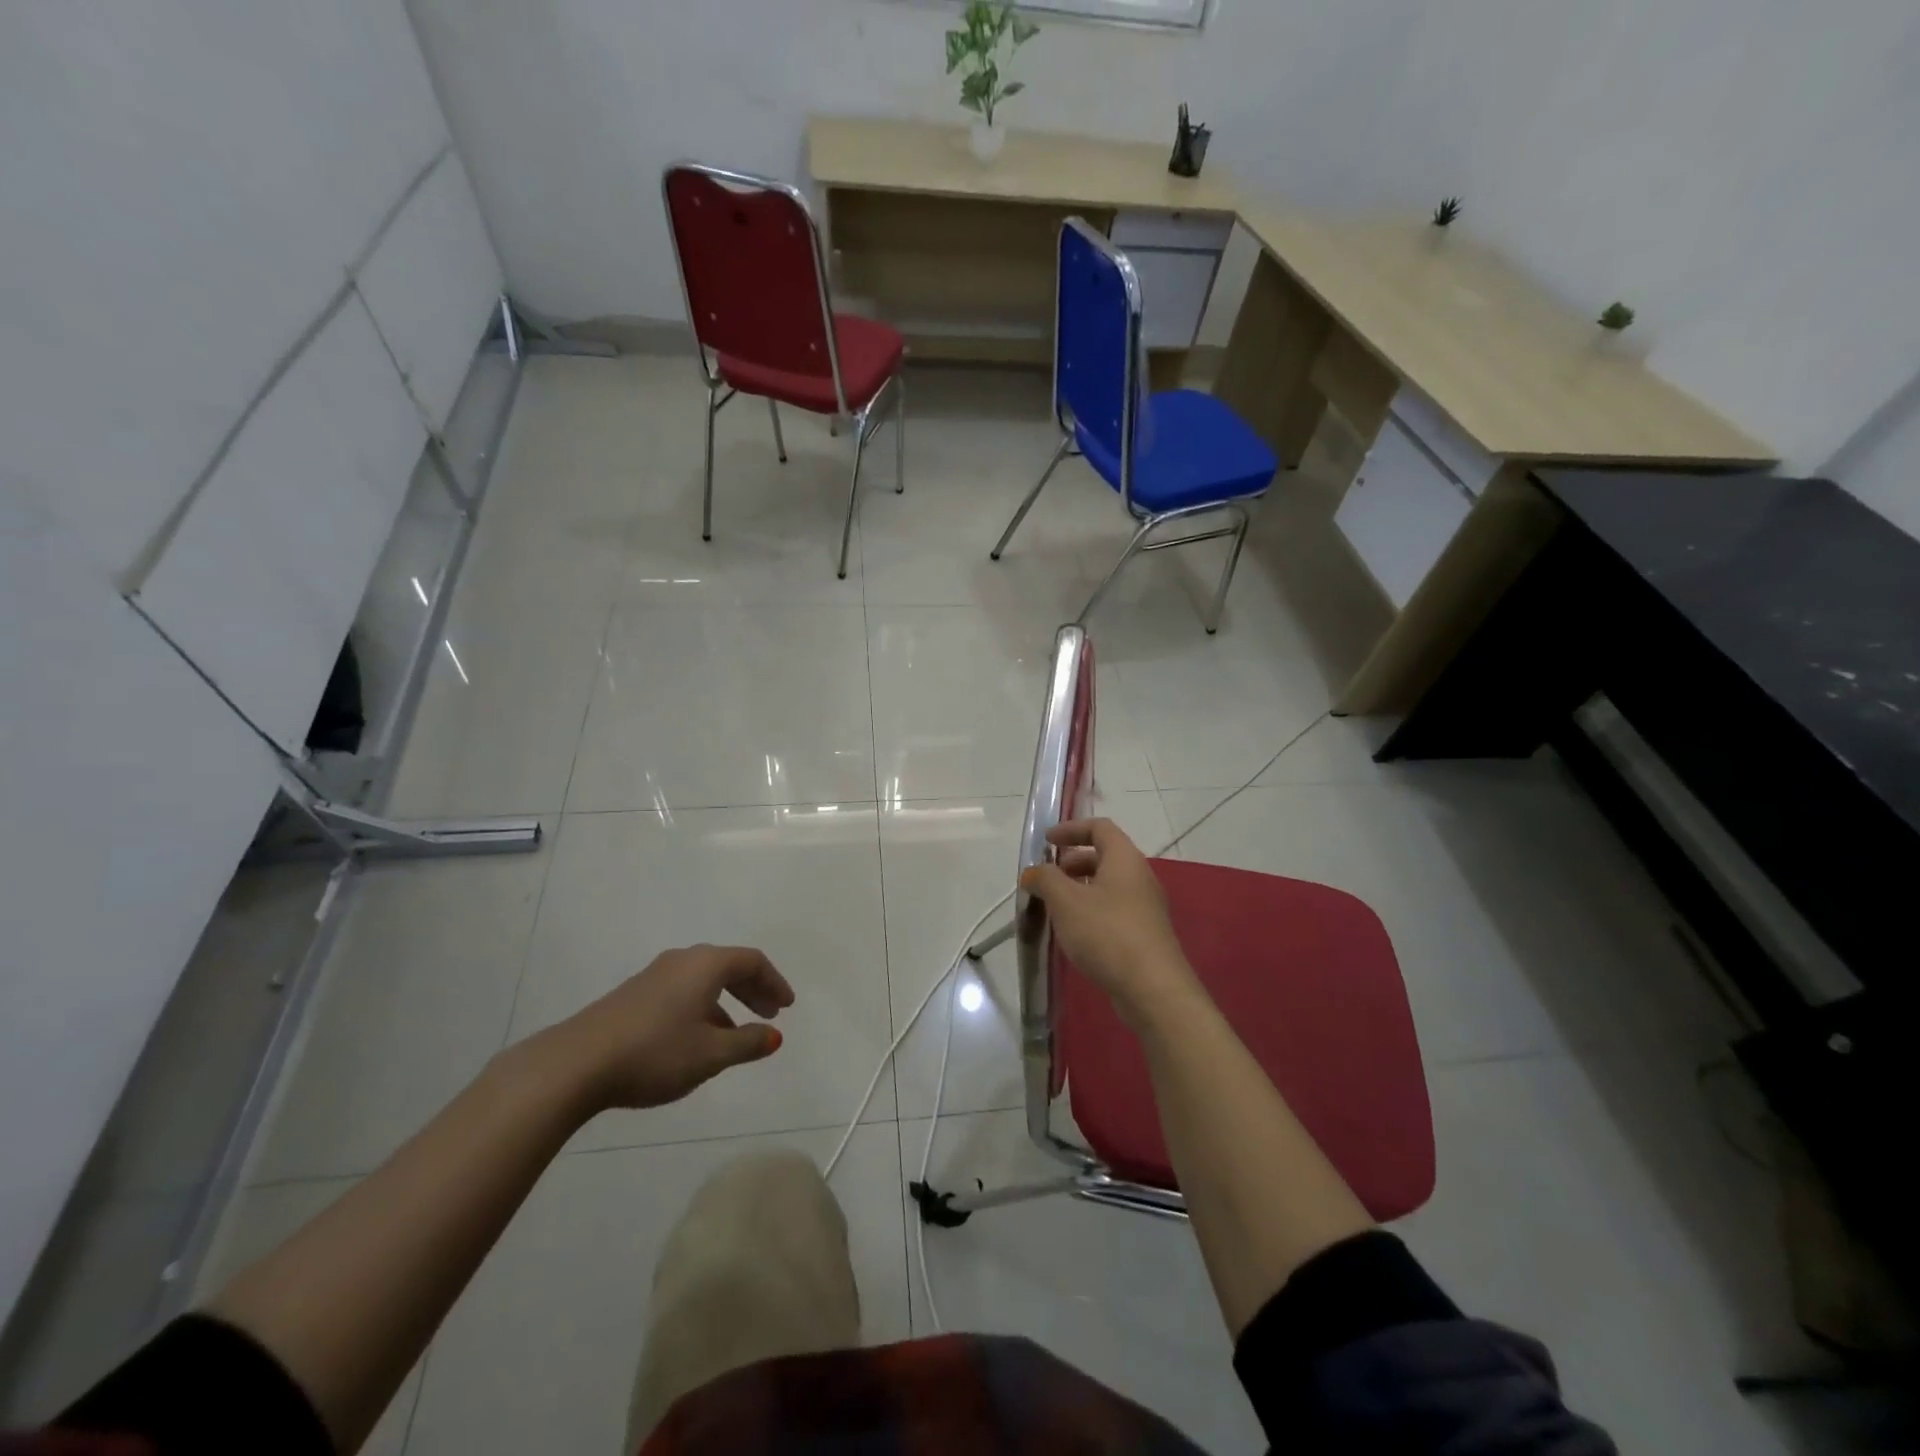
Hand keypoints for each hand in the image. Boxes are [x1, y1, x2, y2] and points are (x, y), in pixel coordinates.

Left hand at [537, 944, 794, 1113]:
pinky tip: (697, 1040)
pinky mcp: (633, 996)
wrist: (576, 1064)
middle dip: (753, 990)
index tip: (787, 1007)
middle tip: (770, 1015)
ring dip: (727, 1001)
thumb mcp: (711, 1054)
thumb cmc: (656, 1052)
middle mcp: (682, 961)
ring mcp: (654, 976)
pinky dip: (702, 1007)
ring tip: (736, 1035)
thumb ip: (747, 1043)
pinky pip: (682, 992)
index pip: (752, 962)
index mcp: (706, 965)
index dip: (774, 982)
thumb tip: (773, 1036)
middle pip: (728, 966)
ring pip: (703, 981)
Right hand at [1020, 819, 1197, 1027]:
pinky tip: (1074, 932)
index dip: (1071, 828)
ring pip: (1109, 885)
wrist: (1153, 989)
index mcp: (1125, 859)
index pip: (1100, 827)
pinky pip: (1114, 909)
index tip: (1046, 841)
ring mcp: (1146, 907)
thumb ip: (1045, 880)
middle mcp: (1140, 876)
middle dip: (1072, 862)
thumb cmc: (1107, 933)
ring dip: (1080, 888)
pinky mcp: (1145, 934)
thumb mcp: (1066, 901)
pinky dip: (1091, 909)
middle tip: (1047, 878)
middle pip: (1105, 856)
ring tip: (1054, 907)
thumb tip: (1032, 872)